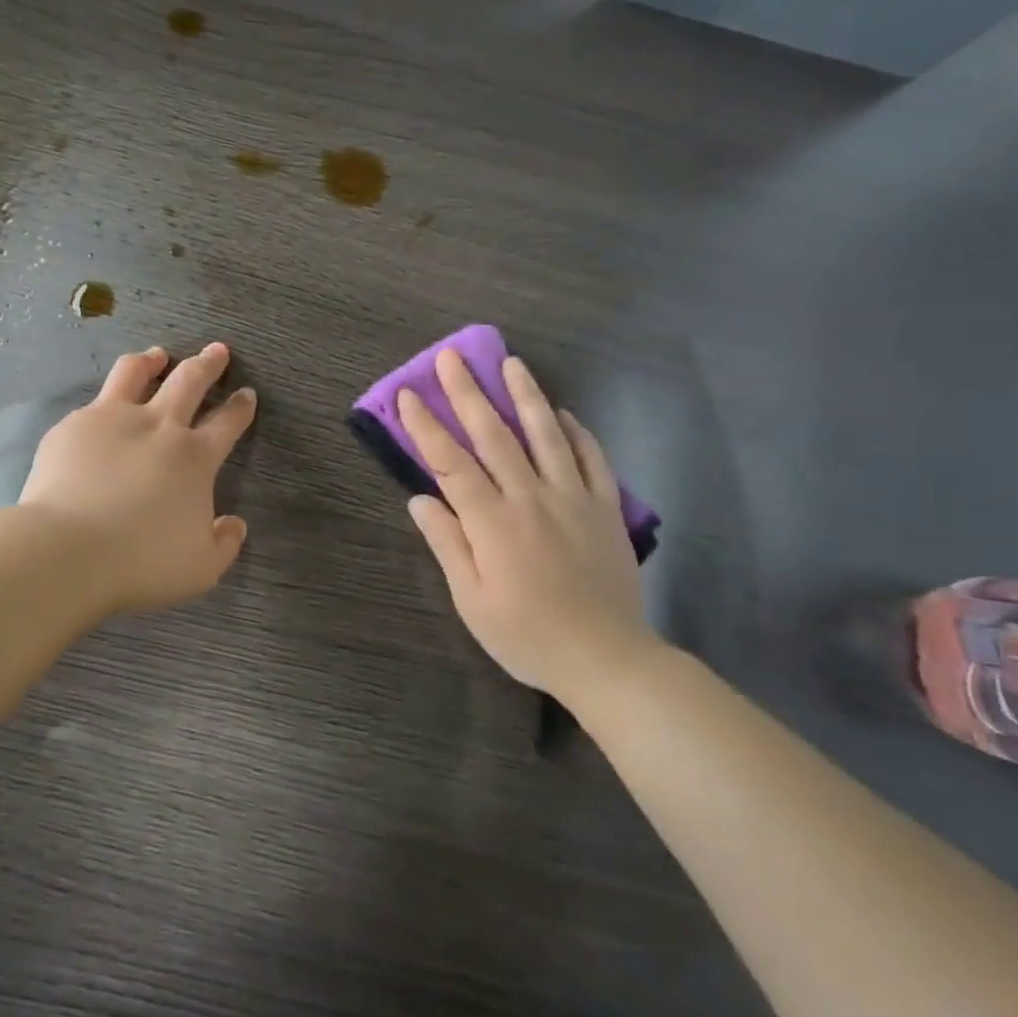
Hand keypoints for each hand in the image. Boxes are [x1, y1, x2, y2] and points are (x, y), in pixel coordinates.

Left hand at [21, 342, 256, 613]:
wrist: (68, 551)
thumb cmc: (141, 562)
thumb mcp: (201, 568)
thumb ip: (225, 544)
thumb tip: (235, 524)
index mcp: (194, 458)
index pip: (227, 422)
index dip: (240, 406)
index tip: (246, 393)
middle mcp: (158, 426)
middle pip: (189, 381)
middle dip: (208, 364)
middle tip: (217, 350)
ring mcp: (112, 419)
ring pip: (136, 372)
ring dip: (153, 361)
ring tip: (158, 356)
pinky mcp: (73, 426)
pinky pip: (95, 402)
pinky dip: (107, 399)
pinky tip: (102, 410)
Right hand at [397, 349, 654, 699]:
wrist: (608, 659)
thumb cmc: (527, 636)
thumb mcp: (472, 601)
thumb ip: (447, 544)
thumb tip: (420, 499)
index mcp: (492, 523)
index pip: (451, 463)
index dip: (426, 427)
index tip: (409, 395)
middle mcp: (531, 498)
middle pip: (494, 435)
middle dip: (468, 393)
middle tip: (451, 357)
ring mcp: (573, 498)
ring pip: (545, 435)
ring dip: (525, 395)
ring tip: (511, 362)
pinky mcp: (605, 507)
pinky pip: (591, 458)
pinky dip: (575, 431)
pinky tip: (562, 413)